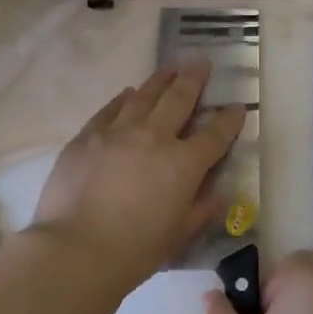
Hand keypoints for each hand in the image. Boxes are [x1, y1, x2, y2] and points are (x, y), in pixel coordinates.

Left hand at [31, 62, 246, 300]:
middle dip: (194, 78)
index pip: (216, 134)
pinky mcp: (87, 136)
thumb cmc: (135, 251)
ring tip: (170, 68)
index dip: (230, 119)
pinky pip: (110, 109)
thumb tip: (219, 192)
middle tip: (201, 62)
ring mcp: (117, 132)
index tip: (237, 107)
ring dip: (161, 79)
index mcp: (184, 163)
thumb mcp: (180, 235)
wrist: (75, 251)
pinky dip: (124, 99)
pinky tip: (129, 93)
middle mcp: (154, 137)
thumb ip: (203, 208)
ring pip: (144, 95)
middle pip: (179, 98)